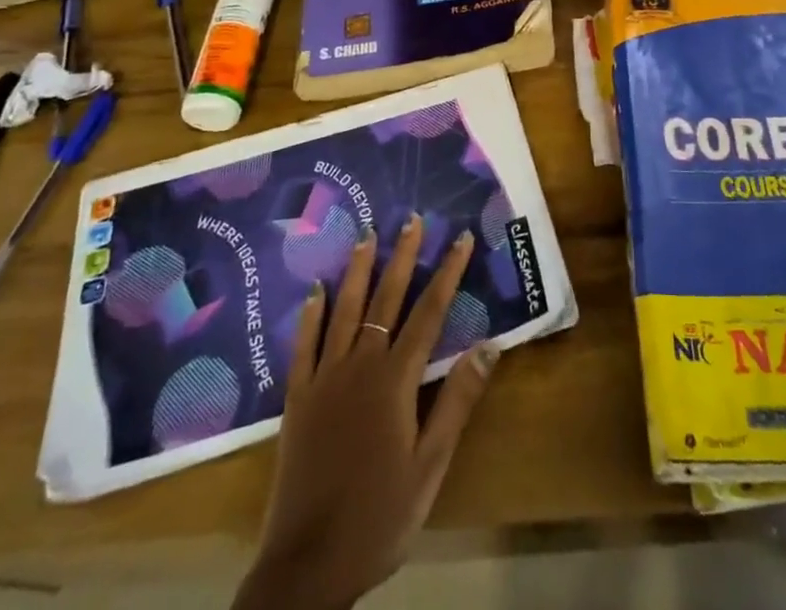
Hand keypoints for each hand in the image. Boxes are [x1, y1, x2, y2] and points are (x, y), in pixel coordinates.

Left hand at [233, 216, 499, 609]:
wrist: (307, 565)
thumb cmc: (379, 516)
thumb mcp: (430, 465)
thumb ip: (457, 401)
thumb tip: (488, 344)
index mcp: (396, 381)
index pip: (429, 313)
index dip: (447, 273)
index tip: (459, 240)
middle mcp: (360, 366)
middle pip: (386, 300)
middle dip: (402, 257)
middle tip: (411, 220)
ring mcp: (324, 378)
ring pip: (344, 310)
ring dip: (358, 271)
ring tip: (367, 235)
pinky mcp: (297, 398)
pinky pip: (304, 345)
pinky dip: (311, 314)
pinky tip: (315, 289)